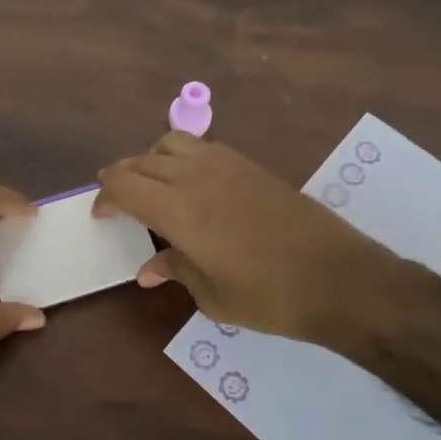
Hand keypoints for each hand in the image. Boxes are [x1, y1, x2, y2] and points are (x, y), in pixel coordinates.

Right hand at [96, 133, 413, 350]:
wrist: (340, 278)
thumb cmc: (270, 297)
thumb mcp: (213, 296)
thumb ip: (176, 270)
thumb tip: (148, 269)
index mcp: (179, 210)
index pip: (124, 186)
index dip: (105, 197)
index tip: (100, 214)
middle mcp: (196, 176)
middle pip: (142, 161)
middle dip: (121, 177)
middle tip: (116, 200)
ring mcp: (226, 164)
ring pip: (171, 143)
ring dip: (150, 160)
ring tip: (152, 187)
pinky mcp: (250, 164)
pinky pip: (201, 147)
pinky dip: (181, 157)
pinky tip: (191, 185)